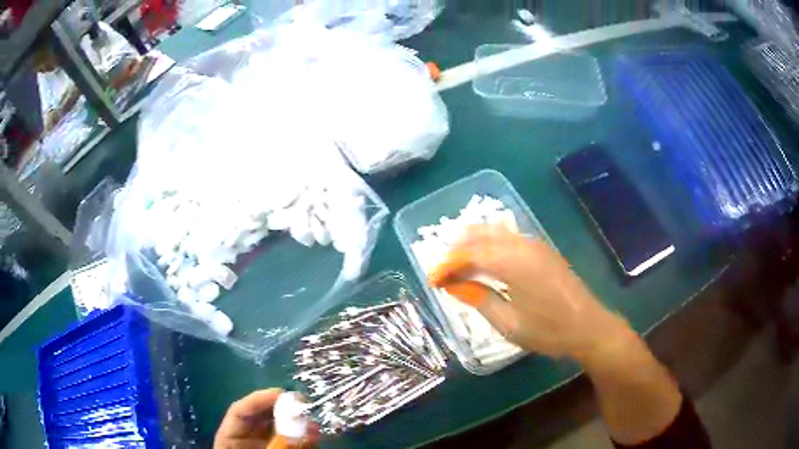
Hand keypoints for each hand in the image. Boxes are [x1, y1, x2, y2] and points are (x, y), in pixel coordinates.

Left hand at [214, 389, 317, 448]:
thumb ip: (281, 447)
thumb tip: (307, 430)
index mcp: (230, 438)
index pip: (240, 411)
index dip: (259, 399)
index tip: (282, 394)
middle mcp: (247, 438)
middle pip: (262, 417)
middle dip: (283, 410)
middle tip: (303, 405)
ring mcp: (265, 445)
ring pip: (279, 428)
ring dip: (296, 424)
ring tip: (312, 424)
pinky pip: (292, 442)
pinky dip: (304, 438)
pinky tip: (314, 436)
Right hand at [429, 225, 630, 359]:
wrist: (589, 326)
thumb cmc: (549, 330)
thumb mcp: (509, 323)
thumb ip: (480, 299)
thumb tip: (455, 285)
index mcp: (513, 263)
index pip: (470, 254)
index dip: (448, 265)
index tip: (434, 280)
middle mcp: (523, 246)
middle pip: (481, 234)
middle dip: (457, 248)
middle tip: (444, 269)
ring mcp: (535, 245)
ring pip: (495, 232)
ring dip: (473, 242)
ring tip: (459, 262)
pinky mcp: (543, 249)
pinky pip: (509, 237)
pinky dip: (490, 243)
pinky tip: (486, 259)